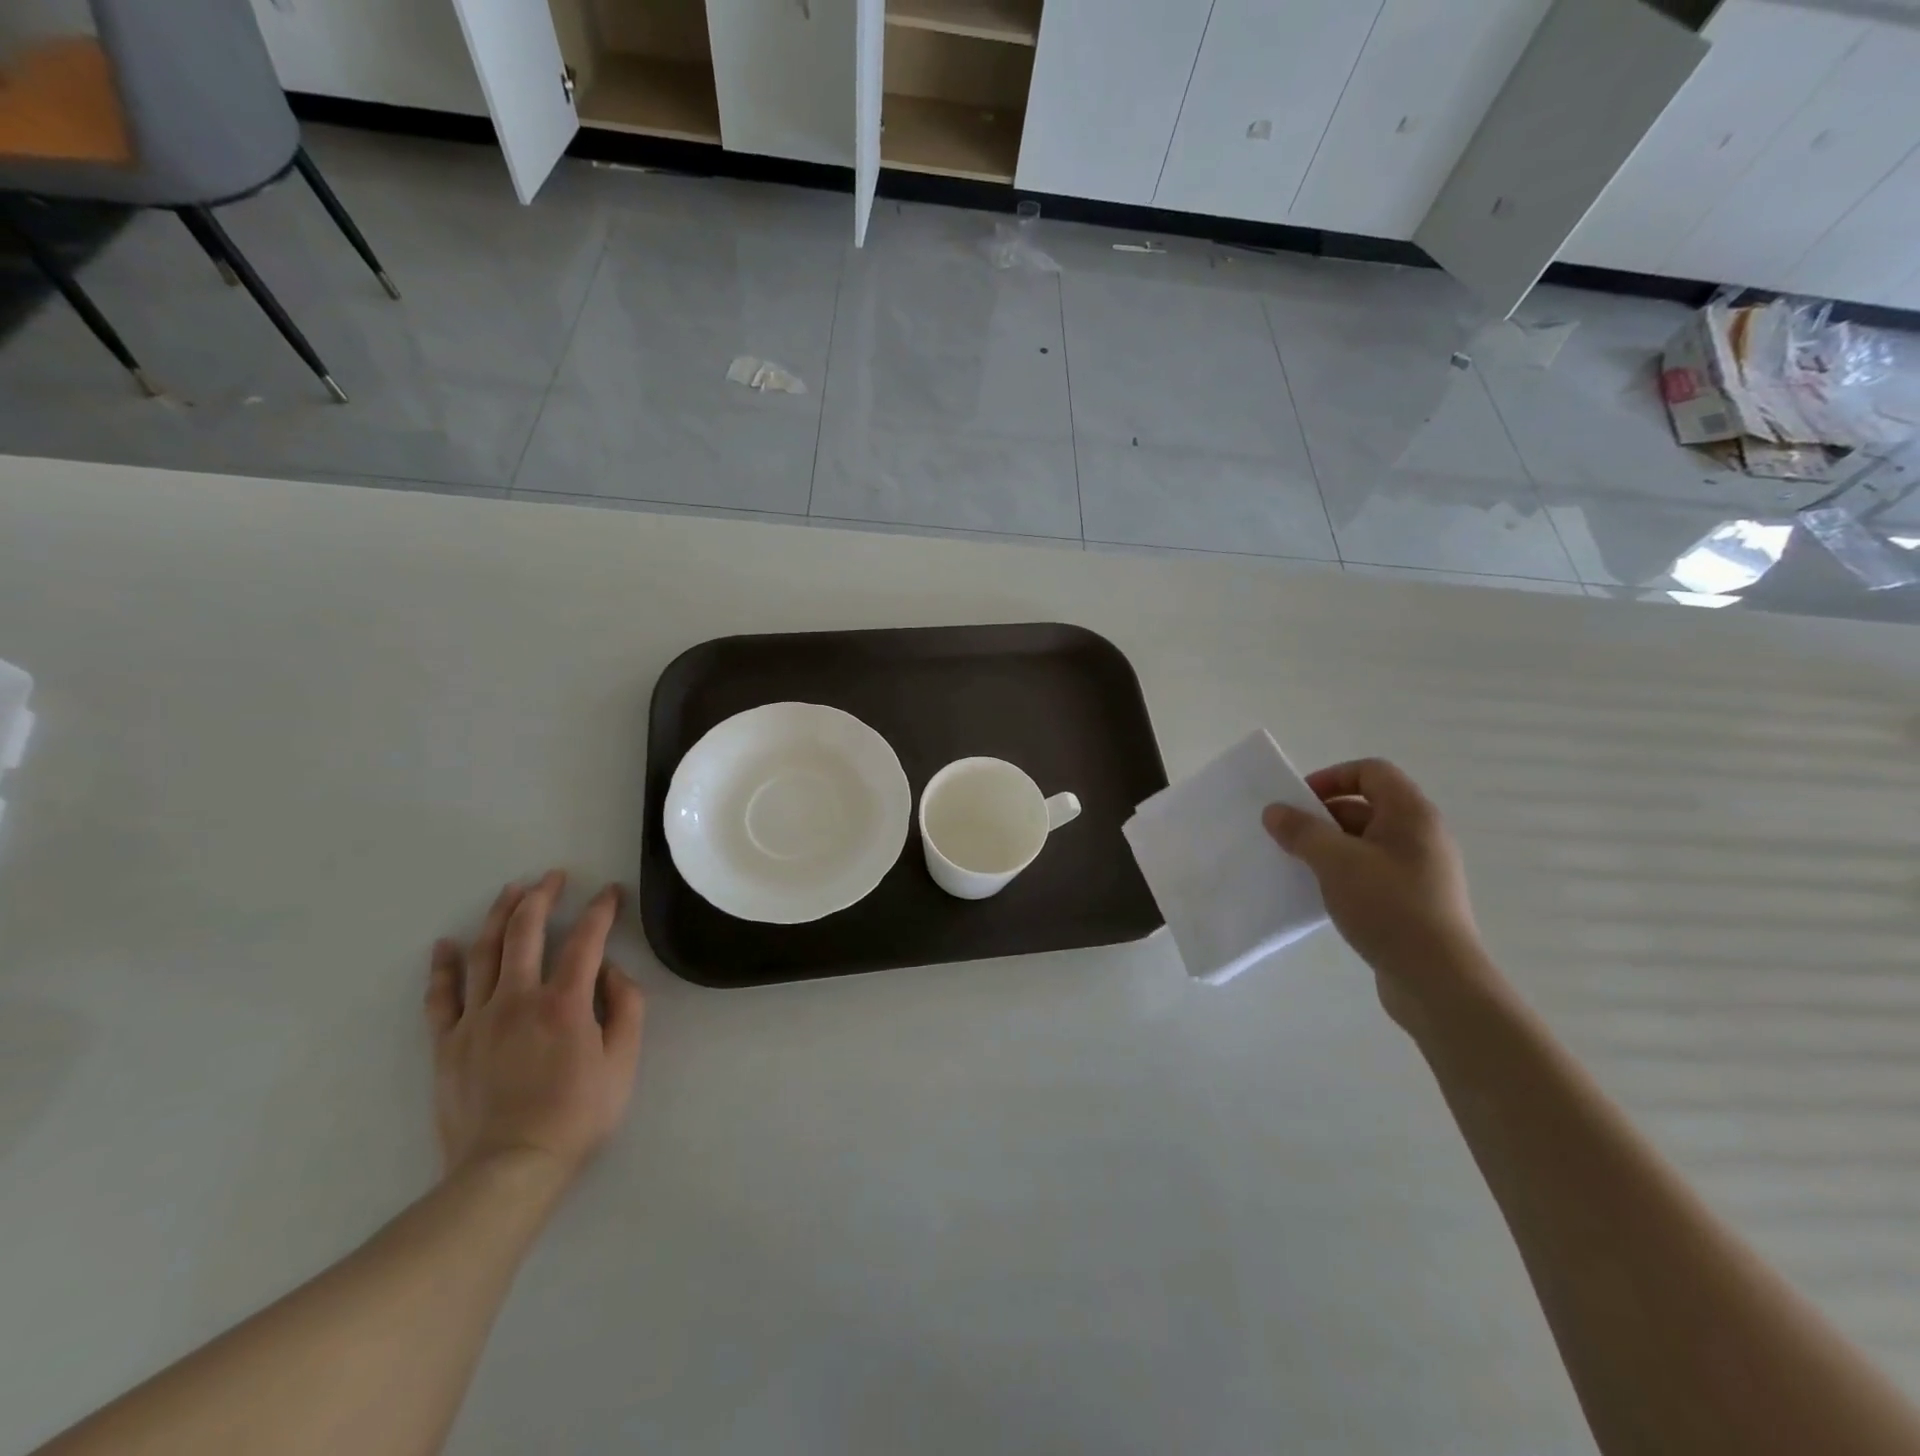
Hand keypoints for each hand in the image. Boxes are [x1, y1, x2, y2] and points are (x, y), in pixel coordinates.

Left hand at [425, 871, 645, 1187]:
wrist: (508, 1170)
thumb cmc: (577, 1115)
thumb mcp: (623, 1063)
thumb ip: (625, 1008)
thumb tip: (610, 970)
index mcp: (565, 1003)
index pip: (586, 940)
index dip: (600, 910)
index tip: (610, 893)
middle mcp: (517, 999)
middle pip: (525, 932)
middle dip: (542, 896)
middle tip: (553, 877)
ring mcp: (476, 1019)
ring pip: (484, 952)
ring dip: (499, 915)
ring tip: (511, 891)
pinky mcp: (448, 1044)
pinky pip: (441, 997)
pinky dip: (444, 967)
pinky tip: (446, 945)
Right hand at [1263, 759, 1503, 1030]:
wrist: (1437, 980)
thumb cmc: (1389, 907)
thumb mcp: (1335, 862)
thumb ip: (1302, 831)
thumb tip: (1275, 811)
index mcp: (1411, 814)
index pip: (1371, 772)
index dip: (1331, 778)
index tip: (1298, 802)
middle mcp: (1421, 835)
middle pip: (1365, 806)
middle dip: (1322, 816)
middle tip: (1288, 836)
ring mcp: (1419, 870)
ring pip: (1364, 842)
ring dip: (1329, 847)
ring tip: (1298, 866)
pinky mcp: (1412, 901)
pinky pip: (1371, 871)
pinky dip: (1343, 873)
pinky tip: (1321, 894)